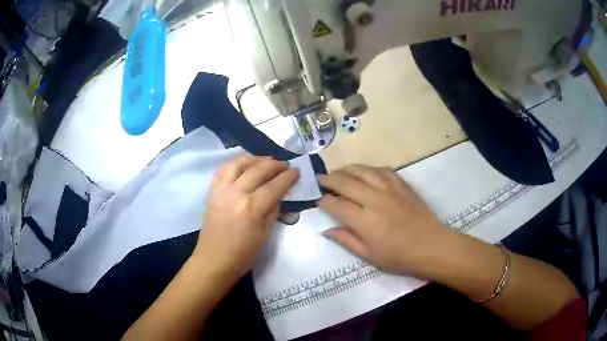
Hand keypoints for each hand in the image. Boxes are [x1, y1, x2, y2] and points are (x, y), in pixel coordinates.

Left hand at [194, 156, 298, 282]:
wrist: (214, 260)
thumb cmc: (243, 255)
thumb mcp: (265, 235)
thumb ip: (273, 211)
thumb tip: (278, 194)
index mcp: (252, 208)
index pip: (274, 186)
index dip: (288, 177)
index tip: (296, 171)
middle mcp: (236, 194)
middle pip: (258, 170)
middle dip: (275, 165)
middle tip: (285, 165)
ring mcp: (221, 191)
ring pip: (238, 164)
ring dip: (254, 159)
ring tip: (265, 160)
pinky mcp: (211, 193)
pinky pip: (222, 171)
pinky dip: (234, 164)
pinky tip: (242, 166)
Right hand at [318, 165, 452, 277]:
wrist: (431, 246)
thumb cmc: (399, 257)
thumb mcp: (369, 256)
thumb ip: (346, 240)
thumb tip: (326, 230)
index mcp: (365, 221)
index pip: (337, 205)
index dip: (324, 201)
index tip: (318, 200)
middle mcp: (374, 200)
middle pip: (346, 182)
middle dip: (329, 179)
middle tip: (320, 179)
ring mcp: (389, 189)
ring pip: (363, 170)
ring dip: (347, 169)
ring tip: (338, 171)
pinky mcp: (402, 184)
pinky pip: (382, 170)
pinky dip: (370, 168)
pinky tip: (365, 172)